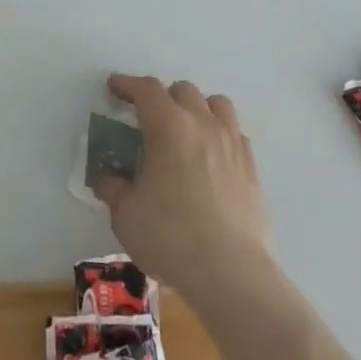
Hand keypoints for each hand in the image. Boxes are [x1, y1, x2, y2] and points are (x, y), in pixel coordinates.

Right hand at [94, 75, 269, 296]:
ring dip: (197, 108)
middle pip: (183, 90)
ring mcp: (232, 145)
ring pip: (217, 104)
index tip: (114, 88)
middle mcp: (203, 124)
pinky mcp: (252, 169)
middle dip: (162, 97)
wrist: (232, 274)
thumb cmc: (171, 237)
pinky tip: (211, 157)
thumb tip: (108, 180)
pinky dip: (220, 135)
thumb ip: (114, 189)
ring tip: (185, 129)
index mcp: (169, 126)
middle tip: (147, 118)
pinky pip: (235, 134)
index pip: (146, 89)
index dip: (127, 84)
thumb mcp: (126, 215)